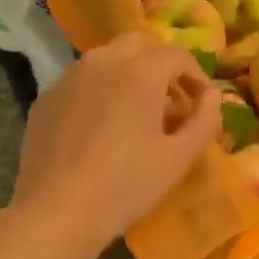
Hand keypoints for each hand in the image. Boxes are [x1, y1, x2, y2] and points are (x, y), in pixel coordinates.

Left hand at [10, 32, 220, 245]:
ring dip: (129, 73)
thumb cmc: (126, 185)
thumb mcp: (180, 158)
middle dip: (160, 64)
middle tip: (170, 99)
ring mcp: (69, 78)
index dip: (197, 76)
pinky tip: (102, 125)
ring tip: (136, 111)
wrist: (55, 214)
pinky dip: (100, 89)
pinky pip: (82, 80)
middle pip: (139, 44)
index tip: (202, 103)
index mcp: (140, 72)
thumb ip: (205, 120)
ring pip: (107, 57)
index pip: (178, 55)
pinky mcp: (46, 98)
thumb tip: (212, 97)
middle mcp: (103, 62)